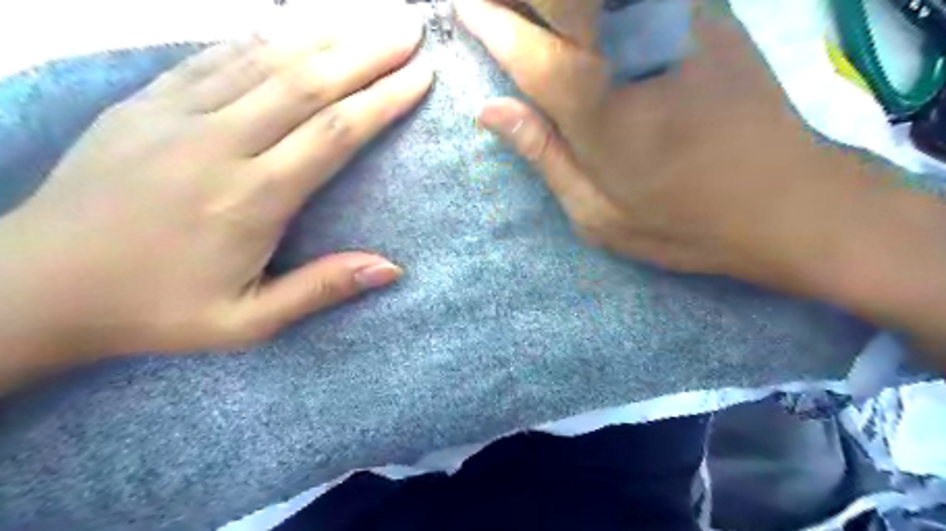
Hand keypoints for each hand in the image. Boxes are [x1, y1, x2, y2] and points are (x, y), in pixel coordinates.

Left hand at [0, 2, 433, 366]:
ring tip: (368, 19)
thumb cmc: (157, 310)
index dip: (383, 101)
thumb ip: (322, 289)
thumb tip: (391, 268)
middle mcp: (220, 144)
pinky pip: (217, 57)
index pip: (335, 133)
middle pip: (309, 83)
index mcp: (252, 198)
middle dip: (367, 53)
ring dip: (326, 35)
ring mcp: (177, 115)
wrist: (37, 286)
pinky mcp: (146, 102)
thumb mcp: (249, 321)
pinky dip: (264, 38)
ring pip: (266, 60)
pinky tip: (295, 26)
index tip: (420, 77)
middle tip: (410, 30)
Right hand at [458, 1, 879, 294]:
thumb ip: (542, 152)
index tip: (461, 6)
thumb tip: (489, 110)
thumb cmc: (680, 221)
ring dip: (565, 2)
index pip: (523, 46)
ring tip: (542, 16)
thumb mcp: (596, 212)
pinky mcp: (710, 12)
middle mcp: (628, 49)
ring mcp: (675, 21)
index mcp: (594, 105)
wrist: (786, 202)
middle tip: (492, 2)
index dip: (486, 20)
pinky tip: (594, 16)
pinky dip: (608, 4)